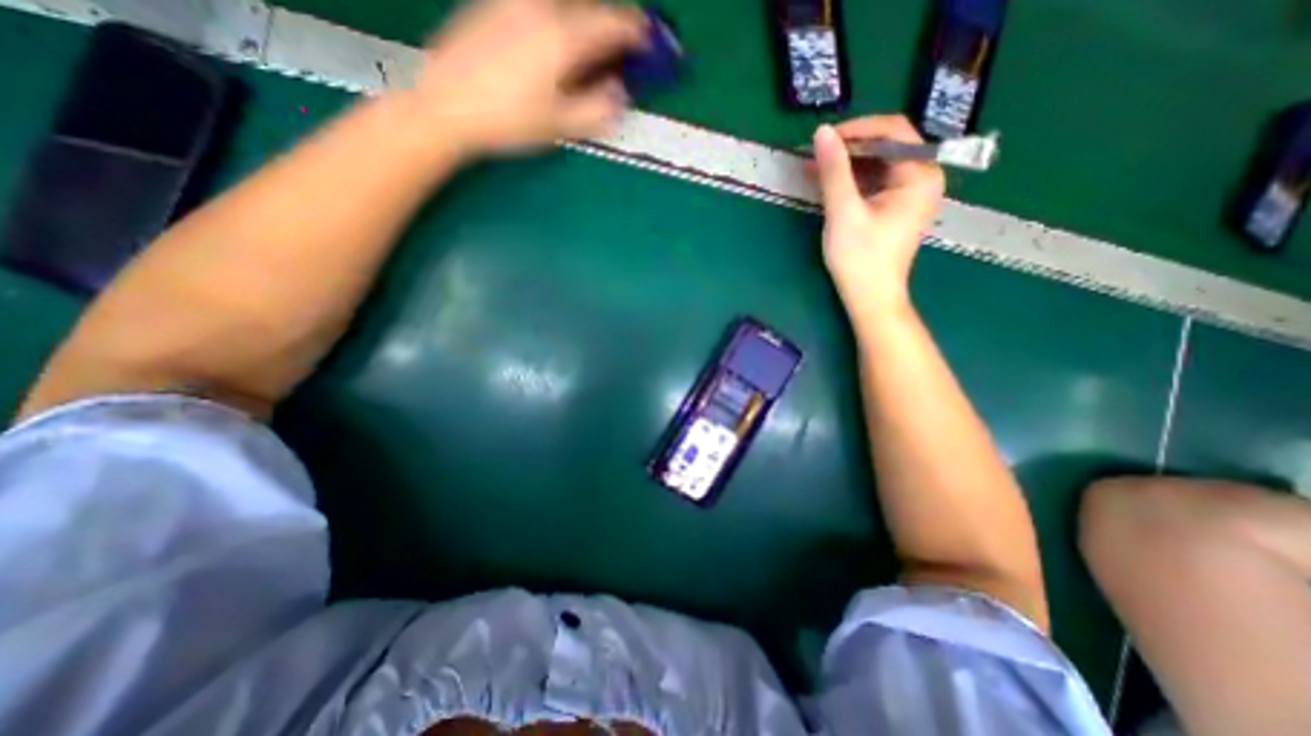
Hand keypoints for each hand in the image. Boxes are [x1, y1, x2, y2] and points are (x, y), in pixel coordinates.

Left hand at [411, 0, 647, 155]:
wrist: (446, 105)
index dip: (635, 32)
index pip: (611, 23)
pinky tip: (554, 40)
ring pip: (563, 2)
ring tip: (588, 47)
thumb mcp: (560, 126)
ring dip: (584, 19)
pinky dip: (558, 17)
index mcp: (561, 37)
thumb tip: (620, 95)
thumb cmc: (508, 121)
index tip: (649, 40)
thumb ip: (597, 110)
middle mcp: (539, 7)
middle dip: (609, 23)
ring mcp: (513, 1)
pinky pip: (539, 5)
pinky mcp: (494, 4)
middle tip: (620, 47)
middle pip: (588, 4)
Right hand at [811, 114, 942, 316]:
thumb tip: (821, 132)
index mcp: (920, 174)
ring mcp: (911, 193)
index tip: (823, 139)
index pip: (892, 130)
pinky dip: (852, 180)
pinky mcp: (897, 207)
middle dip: (849, 148)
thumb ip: (834, 170)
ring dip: (847, 164)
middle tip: (814, 156)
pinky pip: (875, 181)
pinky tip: (829, 184)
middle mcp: (923, 177)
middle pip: (886, 145)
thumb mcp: (843, 211)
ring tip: (815, 170)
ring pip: (878, 163)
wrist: (870, 297)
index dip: (856, 129)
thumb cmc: (860, 257)